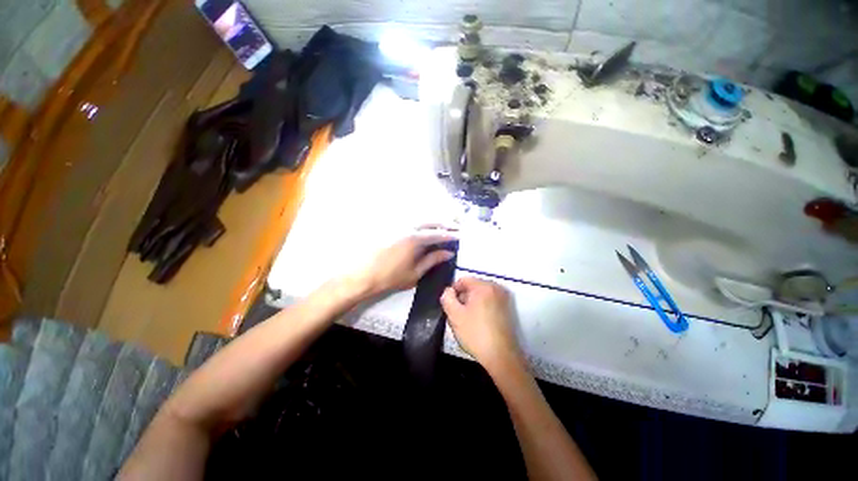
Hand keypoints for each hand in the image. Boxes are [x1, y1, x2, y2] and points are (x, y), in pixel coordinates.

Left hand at [352, 227, 456, 296]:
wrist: (363, 275)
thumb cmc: (391, 277)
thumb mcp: (415, 272)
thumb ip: (433, 260)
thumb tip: (448, 253)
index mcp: (415, 239)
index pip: (438, 233)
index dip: (451, 234)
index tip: (461, 235)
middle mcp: (408, 227)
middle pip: (431, 221)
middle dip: (445, 224)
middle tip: (456, 228)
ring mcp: (398, 226)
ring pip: (421, 219)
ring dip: (434, 222)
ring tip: (444, 228)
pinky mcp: (392, 228)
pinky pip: (412, 222)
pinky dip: (423, 224)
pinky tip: (426, 229)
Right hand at [440, 277, 522, 372]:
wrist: (501, 356)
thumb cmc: (476, 333)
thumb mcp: (454, 315)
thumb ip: (447, 298)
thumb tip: (448, 291)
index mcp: (484, 286)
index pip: (463, 280)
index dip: (453, 291)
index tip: (450, 305)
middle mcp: (496, 288)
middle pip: (472, 287)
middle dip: (463, 298)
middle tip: (458, 314)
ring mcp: (503, 299)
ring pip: (480, 295)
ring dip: (471, 304)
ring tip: (467, 321)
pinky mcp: (507, 309)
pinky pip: (489, 302)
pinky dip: (481, 308)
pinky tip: (478, 323)